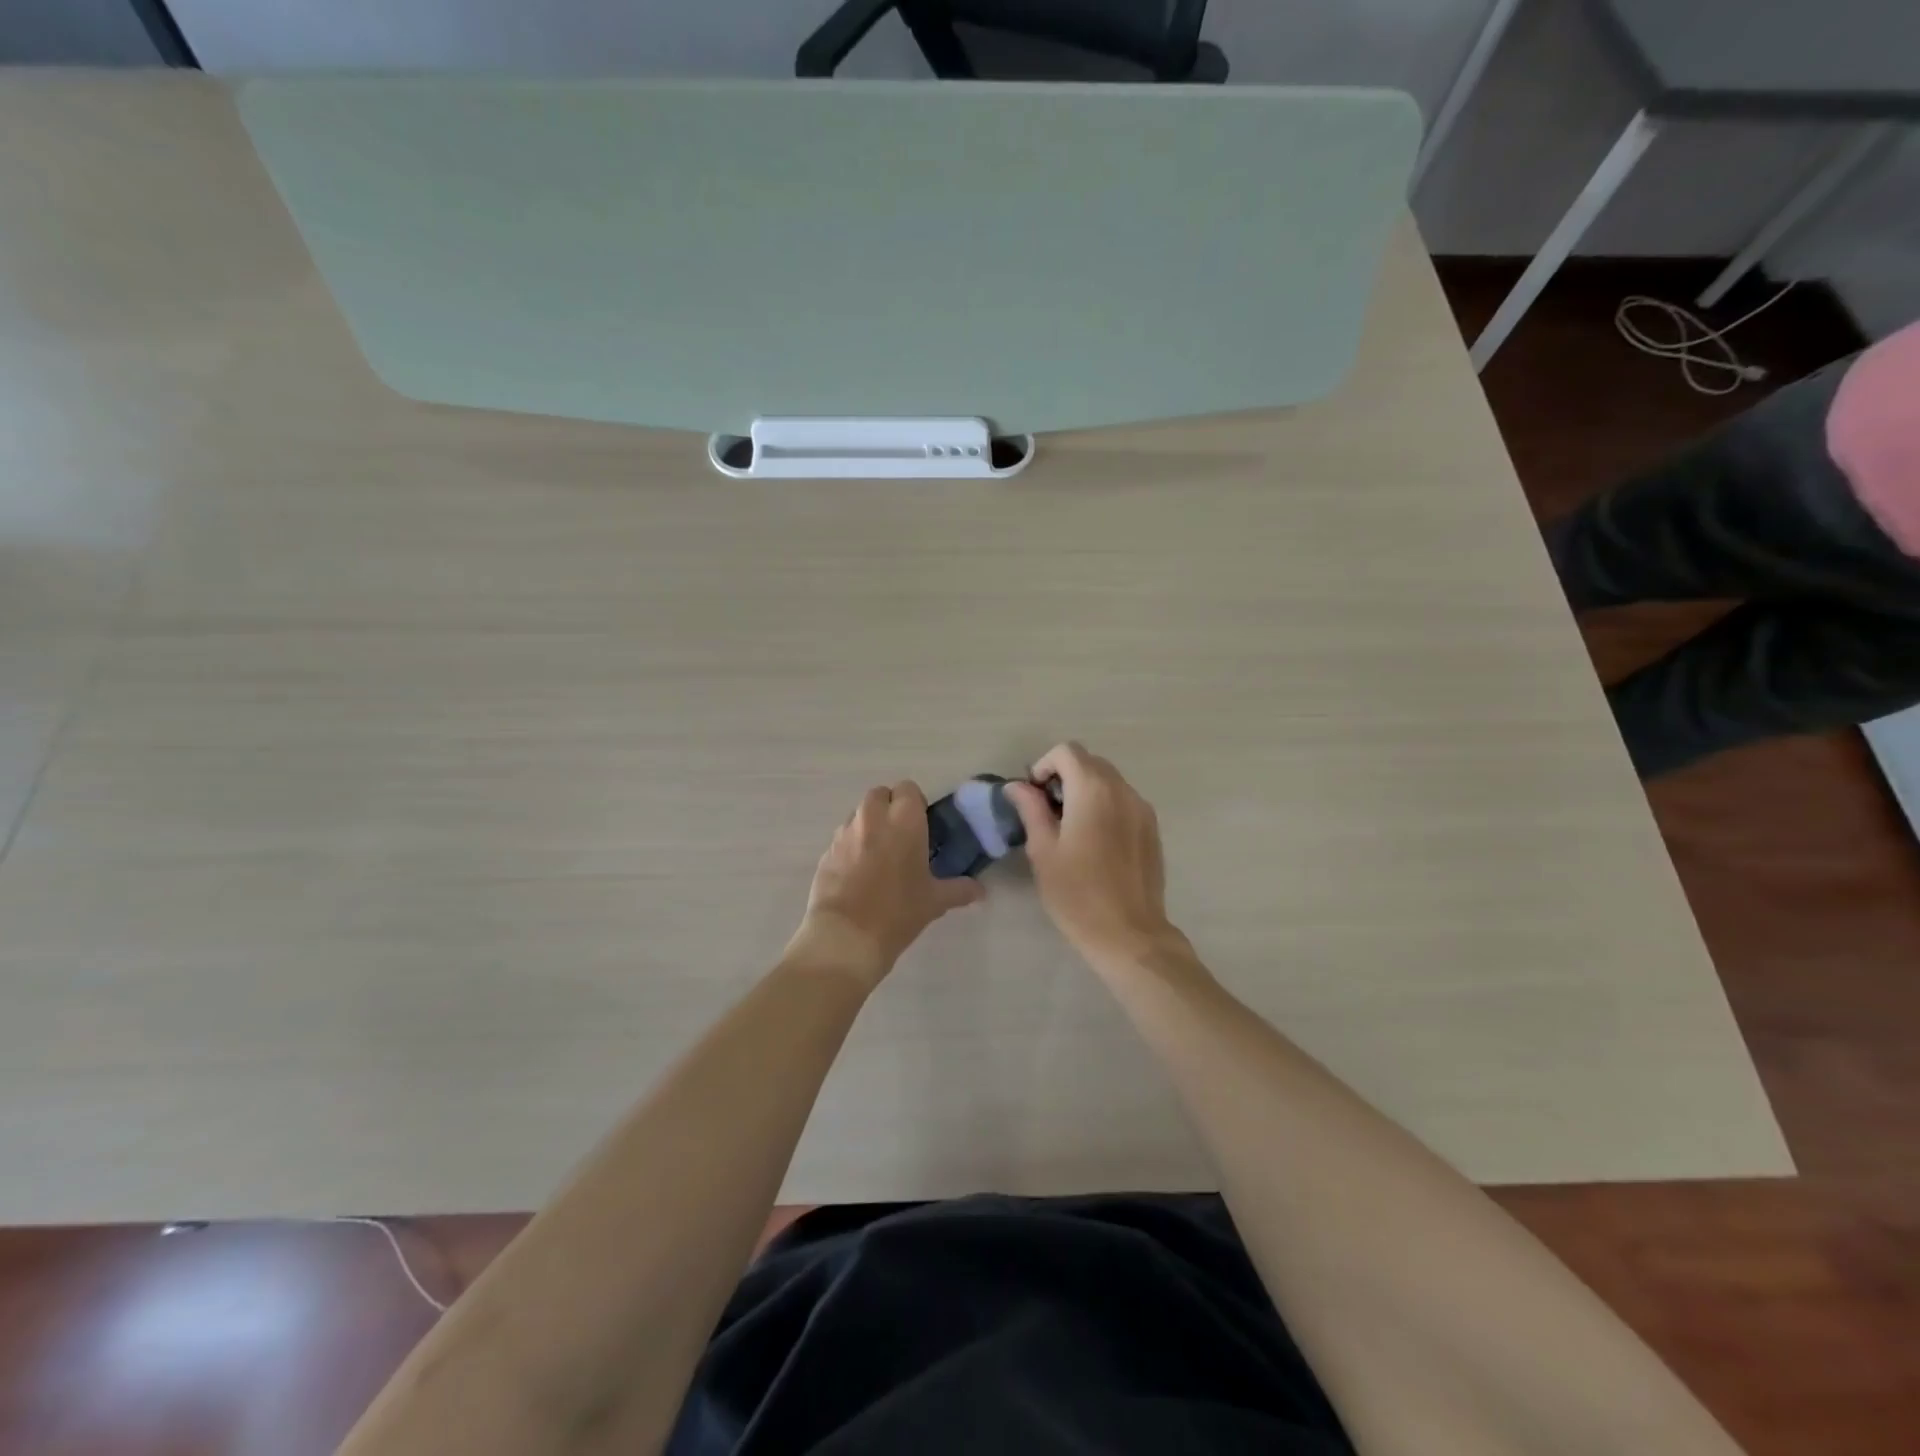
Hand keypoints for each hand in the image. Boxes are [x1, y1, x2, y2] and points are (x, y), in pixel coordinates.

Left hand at [791, 782, 983, 985]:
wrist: (846, 937)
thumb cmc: (898, 912)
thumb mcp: (935, 902)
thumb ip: (959, 890)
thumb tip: (980, 890)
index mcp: (904, 821)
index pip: (908, 789)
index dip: (915, 803)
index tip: (921, 826)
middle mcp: (872, 818)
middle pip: (880, 794)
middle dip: (889, 808)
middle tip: (901, 837)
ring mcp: (844, 833)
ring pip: (858, 815)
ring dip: (869, 826)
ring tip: (879, 856)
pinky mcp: (826, 852)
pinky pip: (842, 838)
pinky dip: (851, 847)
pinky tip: (858, 874)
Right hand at [1005, 743, 1181, 968]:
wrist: (1129, 934)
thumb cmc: (1077, 894)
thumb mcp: (1043, 851)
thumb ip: (1031, 810)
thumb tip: (1018, 786)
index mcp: (1093, 790)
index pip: (1067, 752)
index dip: (1044, 766)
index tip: (1034, 797)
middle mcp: (1122, 790)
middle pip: (1090, 762)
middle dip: (1064, 776)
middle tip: (1047, 812)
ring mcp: (1142, 809)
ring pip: (1109, 781)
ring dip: (1085, 791)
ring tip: (1070, 828)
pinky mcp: (1152, 829)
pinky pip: (1124, 801)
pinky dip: (1105, 806)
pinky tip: (1095, 842)